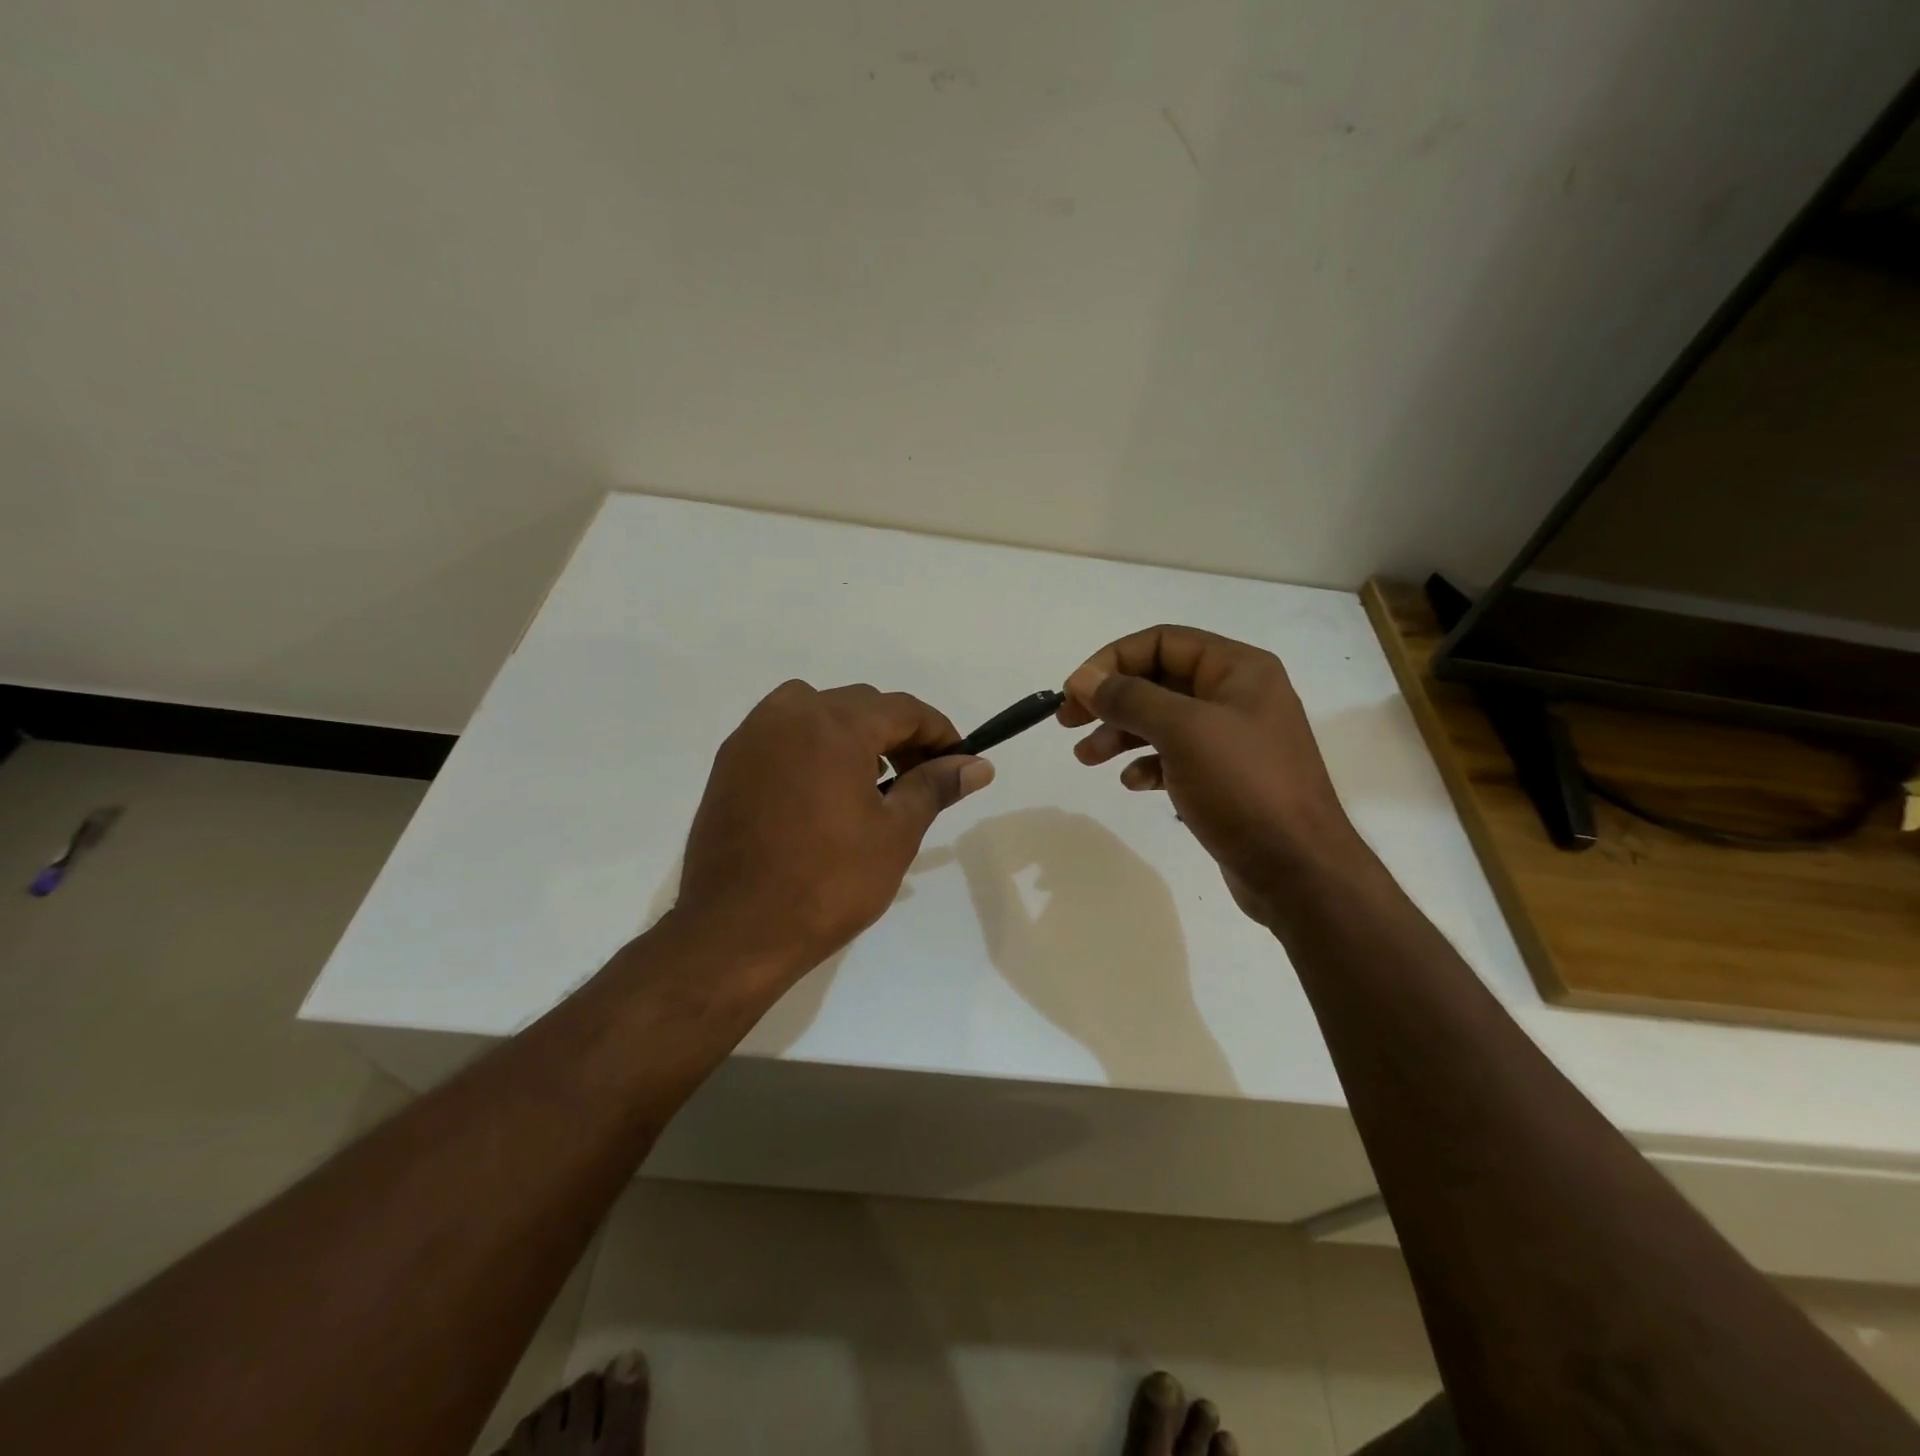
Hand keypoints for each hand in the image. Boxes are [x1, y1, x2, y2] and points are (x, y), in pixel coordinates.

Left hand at [672, 682, 994, 975]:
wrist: (734, 931)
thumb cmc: (827, 883)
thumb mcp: (895, 834)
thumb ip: (935, 787)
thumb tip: (977, 766)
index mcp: (834, 724)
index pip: (903, 709)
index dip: (939, 732)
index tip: (959, 763)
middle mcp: (788, 712)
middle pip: (861, 706)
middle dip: (898, 735)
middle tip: (921, 778)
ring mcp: (752, 735)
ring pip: (819, 713)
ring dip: (854, 736)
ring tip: (873, 783)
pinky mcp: (729, 761)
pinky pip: (785, 734)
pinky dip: (815, 747)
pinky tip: (824, 792)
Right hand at [1059, 626, 1366, 927]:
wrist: (1297, 869)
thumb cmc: (1243, 787)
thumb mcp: (1182, 731)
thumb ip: (1129, 698)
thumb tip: (1083, 678)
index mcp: (1238, 669)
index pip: (1162, 642)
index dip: (1112, 660)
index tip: (1074, 690)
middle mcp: (1237, 695)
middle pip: (1158, 680)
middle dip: (1111, 699)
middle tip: (1068, 721)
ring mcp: (1232, 738)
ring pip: (1162, 721)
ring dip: (1120, 733)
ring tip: (1086, 758)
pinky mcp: (1226, 777)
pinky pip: (1176, 756)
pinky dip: (1148, 763)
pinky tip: (1133, 782)